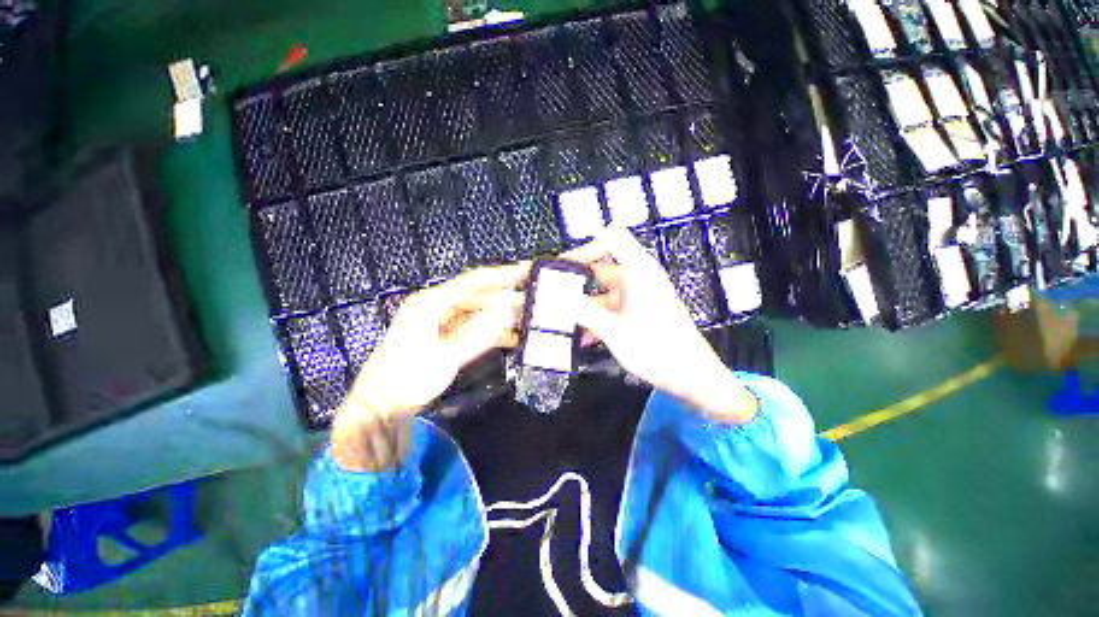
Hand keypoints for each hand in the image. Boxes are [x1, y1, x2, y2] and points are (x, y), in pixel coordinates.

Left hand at [332, 264, 526, 470]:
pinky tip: (511, 337)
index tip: (527, 271)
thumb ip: (478, 333)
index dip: (502, 275)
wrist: (381, 407)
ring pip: (478, 312)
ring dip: (501, 316)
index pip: (473, 282)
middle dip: (506, 298)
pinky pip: (474, 327)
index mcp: (430, 304)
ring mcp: (440, 321)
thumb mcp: (445, 357)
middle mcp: (436, 307)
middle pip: (478, 296)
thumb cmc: (407, 380)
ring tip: (527, 320)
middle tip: (533, 300)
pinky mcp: (445, 335)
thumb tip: (507, 312)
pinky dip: (492, 331)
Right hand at [566, 229, 756, 423]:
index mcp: (639, 272)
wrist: (693, 377)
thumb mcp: (613, 332)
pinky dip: (600, 316)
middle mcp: (641, 278)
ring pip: (606, 291)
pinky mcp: (642, 310)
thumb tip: (558, 299)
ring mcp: (642, 295)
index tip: (566, 266)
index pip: (612, 239)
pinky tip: (586, 336)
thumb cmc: (660, 352)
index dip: (587, 247)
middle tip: (557, 296)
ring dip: (587, 305)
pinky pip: (614, 306)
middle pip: (604, 267)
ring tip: (567, 321)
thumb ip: (583, 312)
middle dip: (579, 283)